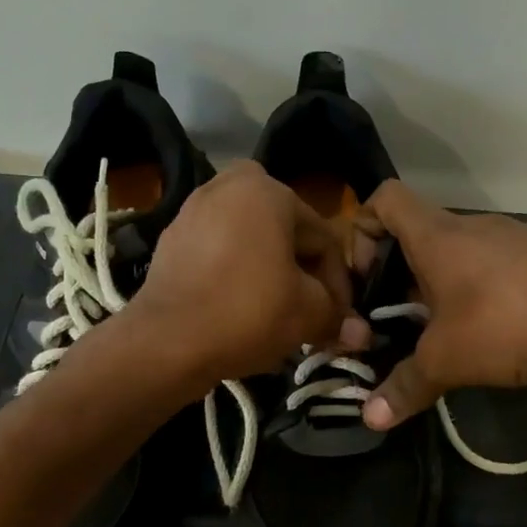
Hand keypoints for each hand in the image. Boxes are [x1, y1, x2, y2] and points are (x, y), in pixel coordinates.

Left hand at [130, 162, 370, 385]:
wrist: (165, 341)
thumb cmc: (247, 313)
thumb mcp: (307, 314)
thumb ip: (338, 316)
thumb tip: (361, 334)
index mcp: (269, 189)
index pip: (323, 239)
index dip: (339, 284)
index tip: (340, 319)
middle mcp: (229, 185)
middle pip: (287, 237)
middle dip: (304, 277)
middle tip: (311, 317)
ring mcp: (194, 209)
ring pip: (252, 244)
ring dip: (272, 276)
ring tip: (279, 316)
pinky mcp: (172, 238)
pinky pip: (220, 253)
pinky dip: (237, 275)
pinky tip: (242, 309)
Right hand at [356, 181, 526, 428]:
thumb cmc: (506, 325)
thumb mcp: (445, 361)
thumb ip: (404, 386)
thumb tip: (371, 420)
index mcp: (438, 236)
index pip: (385, 198)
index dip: (363, 230)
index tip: (365, 277)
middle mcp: (474, 226)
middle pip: (421, 231)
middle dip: (402, 274)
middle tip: (401, 319)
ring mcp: (516, 237)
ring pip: (462, 250)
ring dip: (444, 284)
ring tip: (448, 330)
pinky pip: (499, 263)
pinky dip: (484, 289)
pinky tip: (497, 329)